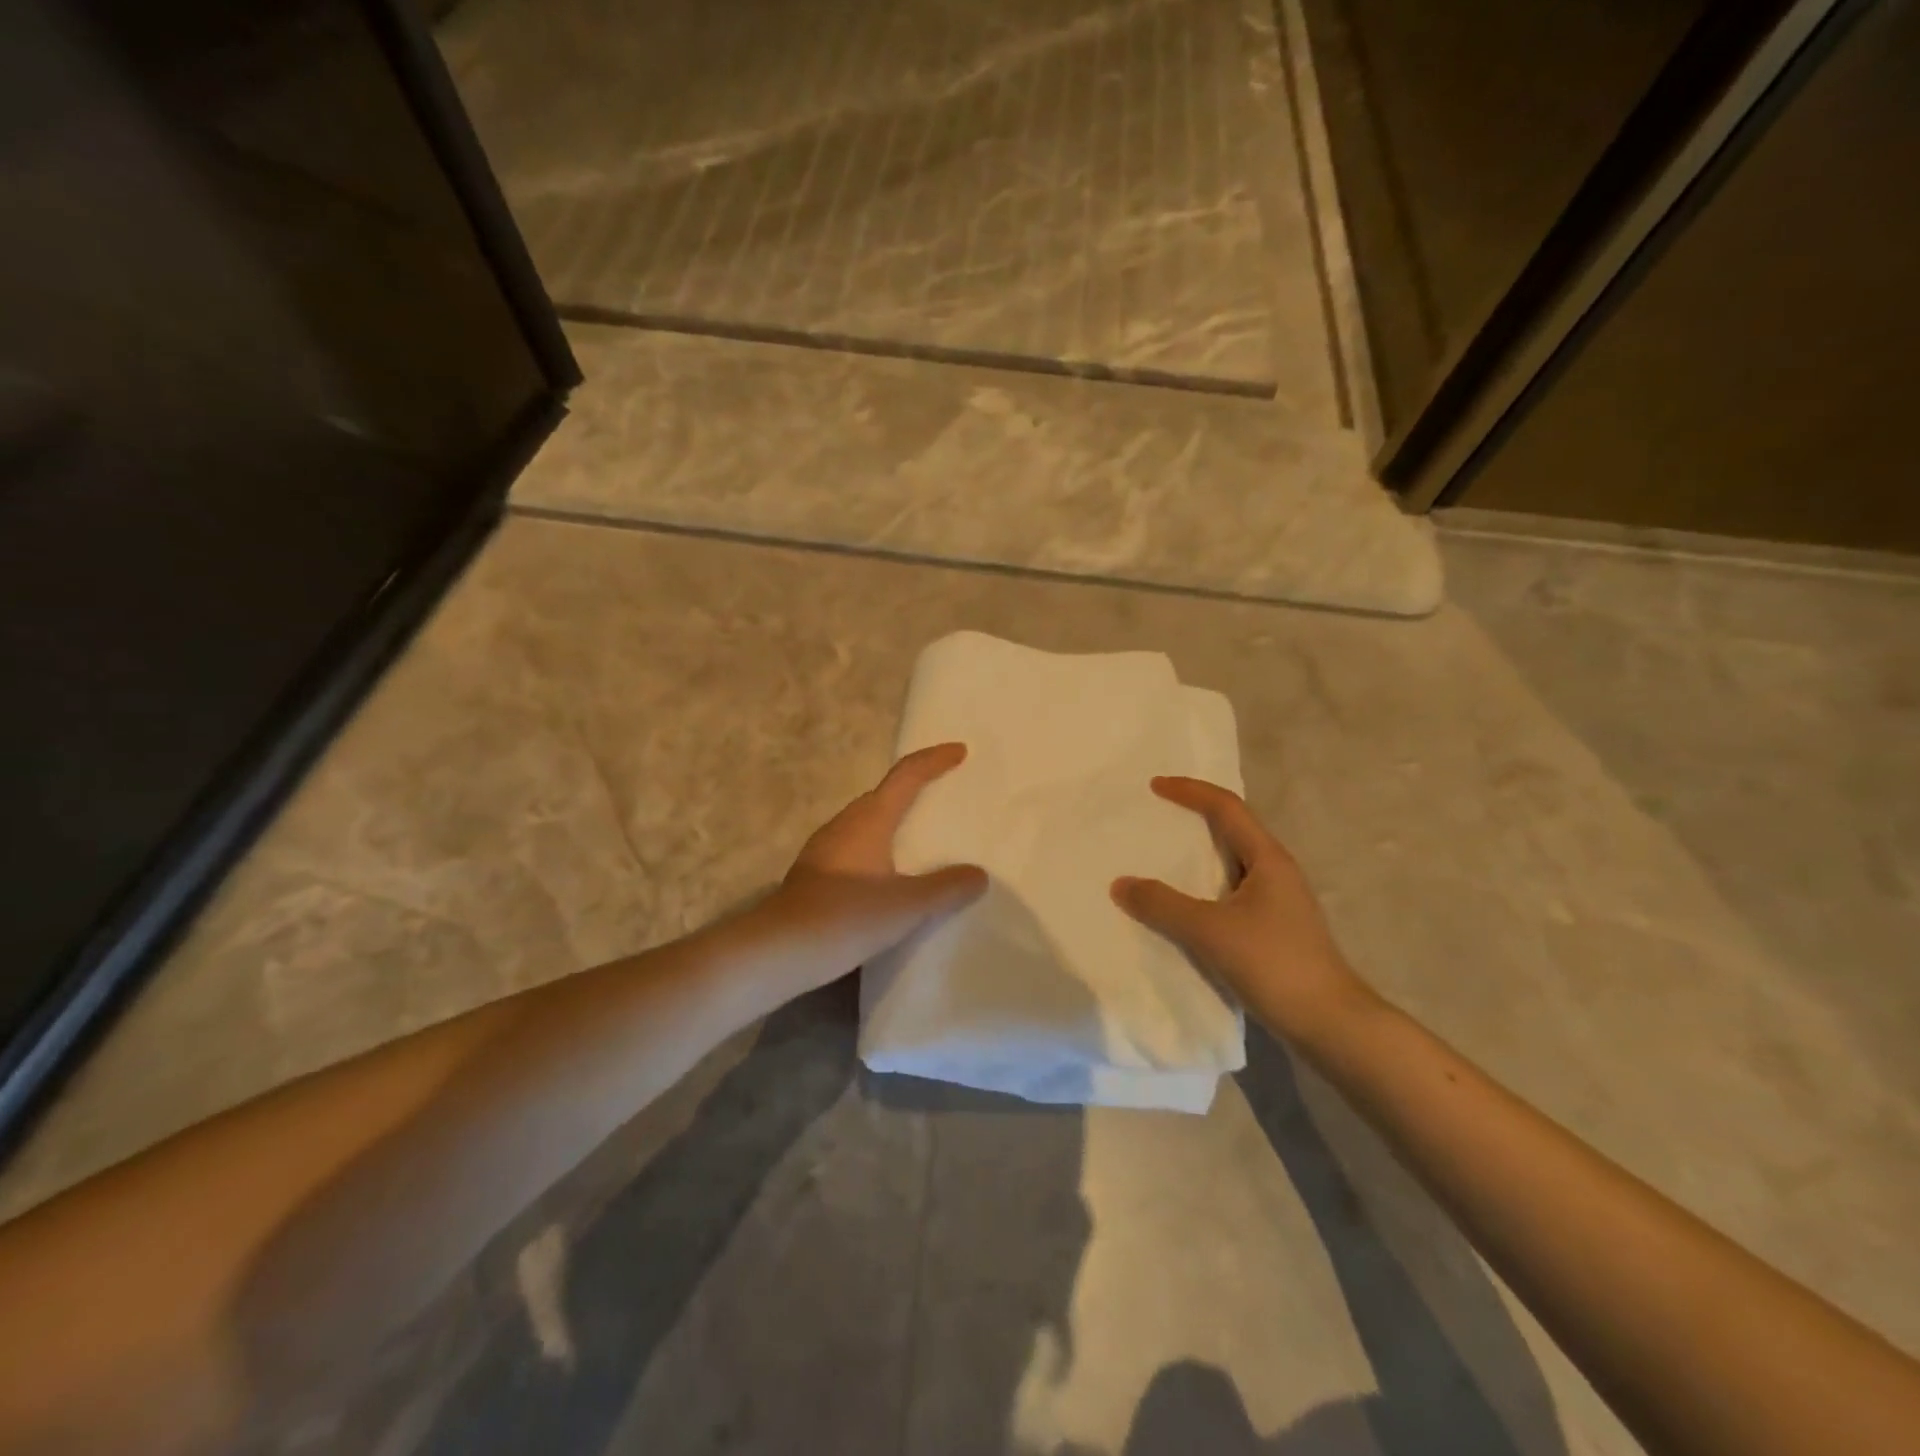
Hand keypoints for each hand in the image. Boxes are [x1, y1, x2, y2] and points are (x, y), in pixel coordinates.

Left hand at [759, 743, 987, 994]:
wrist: (778, 950)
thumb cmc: (846, 917)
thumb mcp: (907, 906)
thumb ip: (946, 888)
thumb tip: (978, 874)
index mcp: (869, 820)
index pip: (906, 776)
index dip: (934, 760)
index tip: (959, 751)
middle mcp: (844, 824)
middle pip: (884, 795)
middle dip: (913, 789)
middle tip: (943, 795)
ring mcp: (824, 849)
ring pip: (866, 822)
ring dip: (893, 821)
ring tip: (920, 837)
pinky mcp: (815, 874)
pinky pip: (855, 846)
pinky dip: (878, 848)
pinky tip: (887, 875)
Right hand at [1110, 777, 1375, 1048]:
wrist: (1331, 1025)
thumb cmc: (1275, 964)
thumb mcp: (1211, 931)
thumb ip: (1163, 905)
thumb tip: (1120, 884)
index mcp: (1268, 859)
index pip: (1227, 808)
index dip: (1190, 791)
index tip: (1154, 786)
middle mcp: (1275, 872)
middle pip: (1231, 830)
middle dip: (1193, 818)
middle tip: (1154, 818)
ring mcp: (1277, 902)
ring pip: (1230, 864)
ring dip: (1197, 857)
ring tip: (1159, 859)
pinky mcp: (1273, 930)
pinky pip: (1229, 894)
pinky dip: (1201, 890)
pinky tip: (1181, 908)